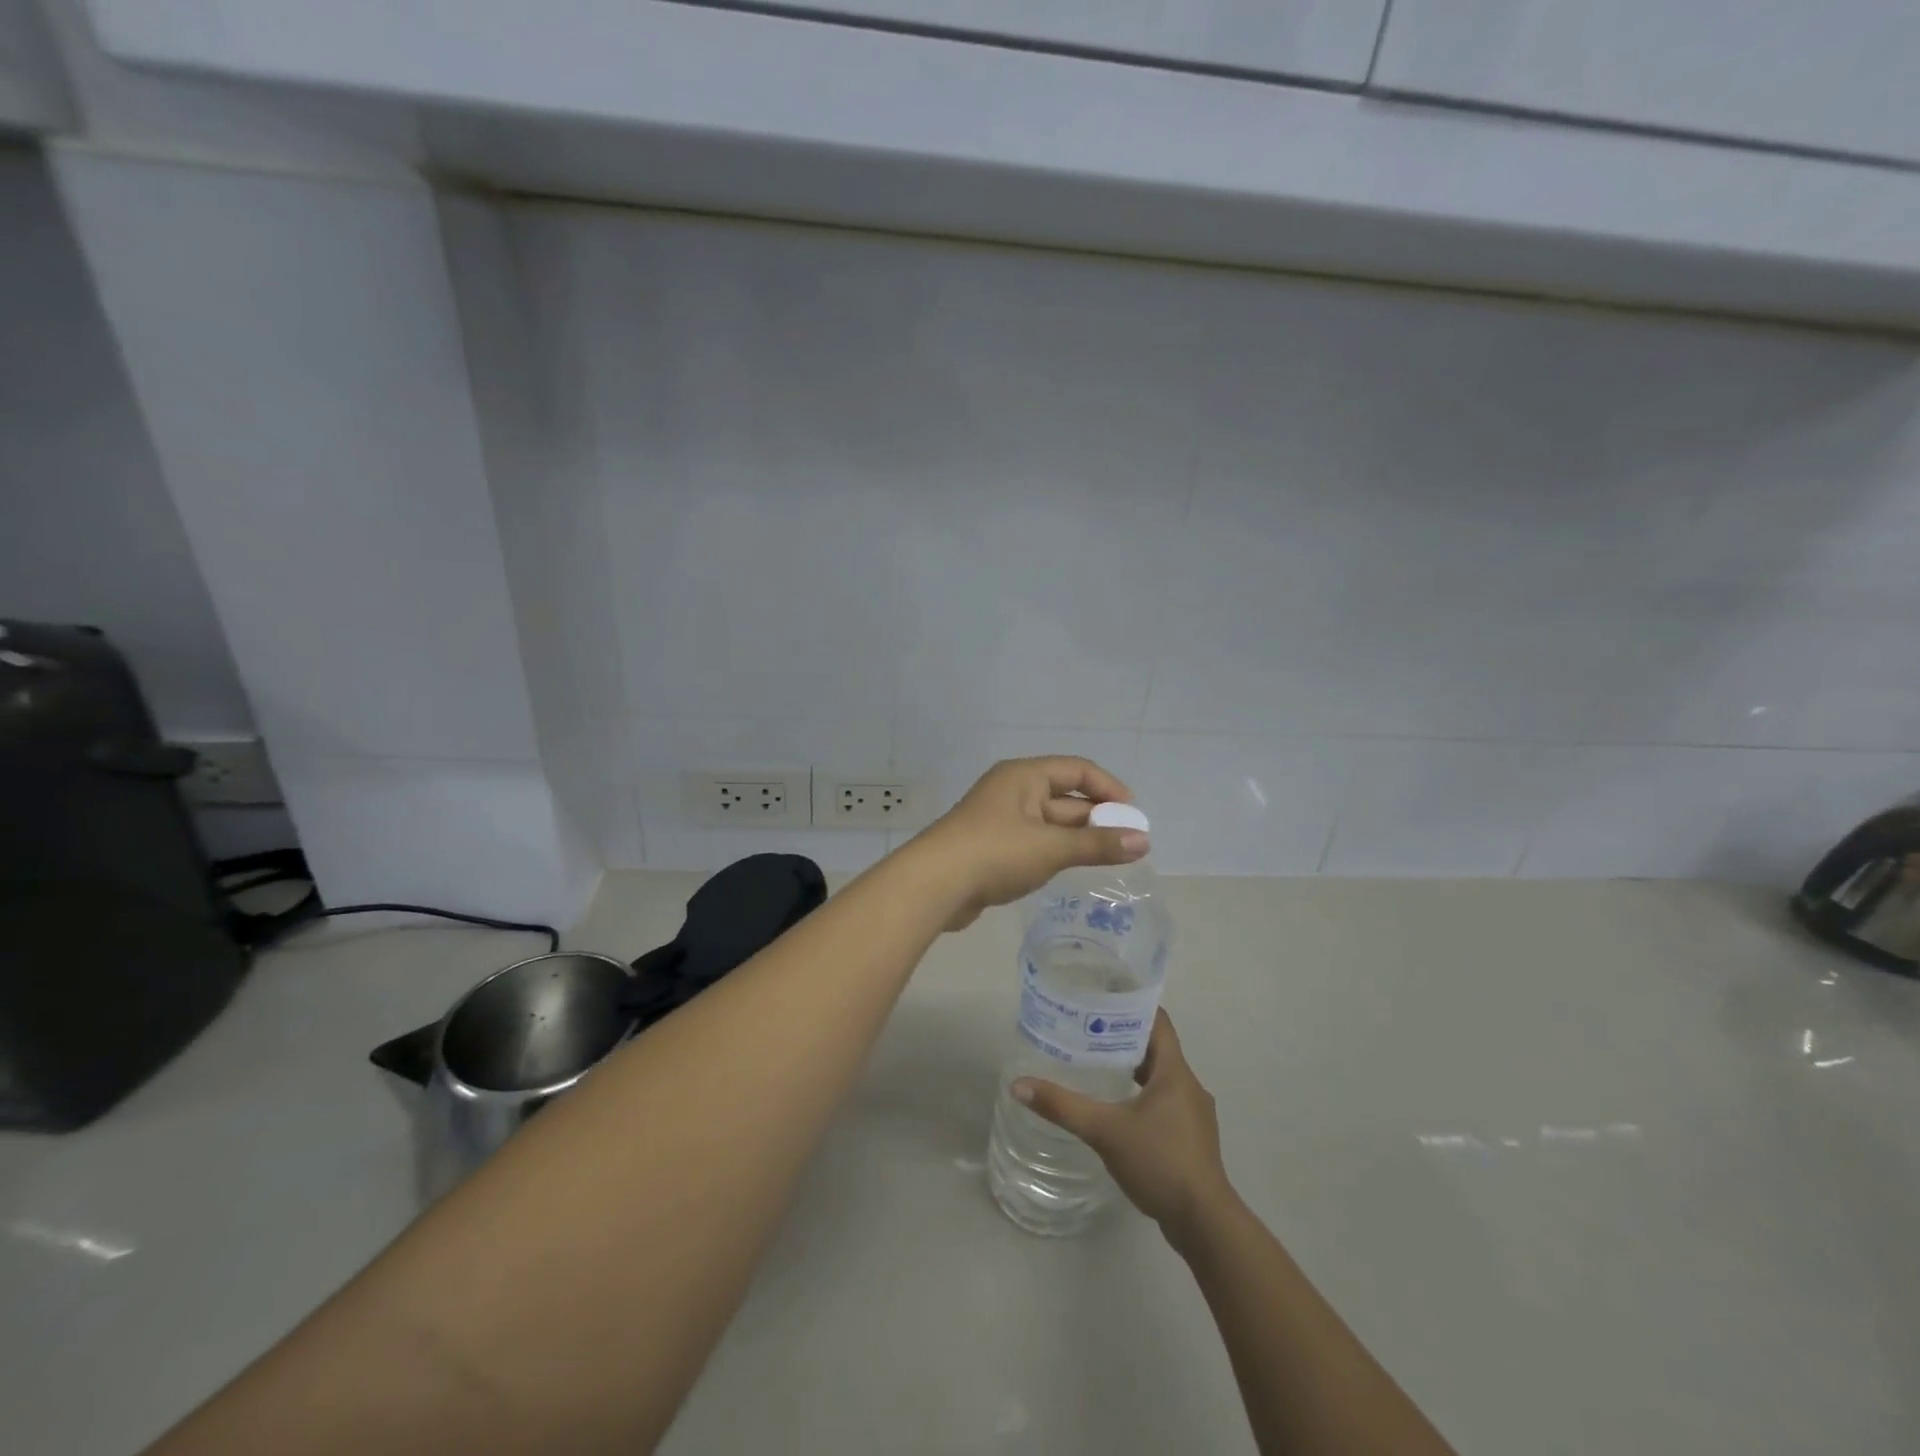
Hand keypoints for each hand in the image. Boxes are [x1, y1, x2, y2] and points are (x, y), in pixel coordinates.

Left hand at [911, 756, 1147, 931]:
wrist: (934, 885)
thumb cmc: (995, 853)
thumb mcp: (1051, 847)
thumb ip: (1097, 844)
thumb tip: (1144, 841)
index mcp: (1024, 776)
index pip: (1077, 770)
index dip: (1109, 788)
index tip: (1134, 814)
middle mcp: (1012, 791)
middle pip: (1065, 797)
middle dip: (1097, 817)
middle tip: (1131, 843)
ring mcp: (1000, 820)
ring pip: (1050, 823)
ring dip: (1079, 837)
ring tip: (1111, 857)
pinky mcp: (992, 847)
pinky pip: (1034, 842)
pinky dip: (1057, 851)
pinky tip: (1072, 868)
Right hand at [1013, 1010, 1232, 1243]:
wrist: (1205, 1224)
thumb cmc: (1160, 1163)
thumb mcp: (1105, 1131)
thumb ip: (1063, 1107)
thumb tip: (1019, 1086)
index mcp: (1175, 1072)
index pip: (1158, 1021)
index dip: (1132, 1005)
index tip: (1102, 997)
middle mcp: (1189, 1086)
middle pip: (1157, 1048)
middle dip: (1123, 1037)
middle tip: (1087, 1030)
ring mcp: (1194, 1115)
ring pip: (1161, 1077)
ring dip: (1133, 1068)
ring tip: (1096, 1066)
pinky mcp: (1191, 1139)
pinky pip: (1164, 1102)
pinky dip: (1141, 1096)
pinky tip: (1118, 1110)